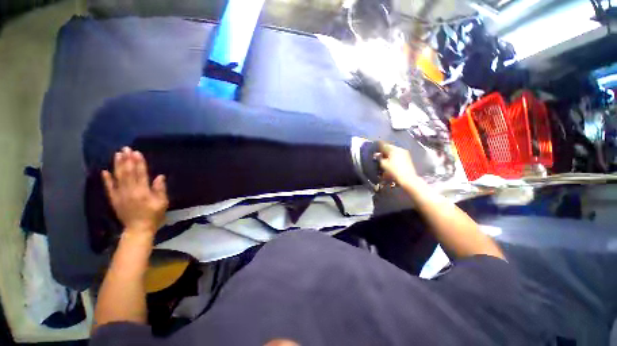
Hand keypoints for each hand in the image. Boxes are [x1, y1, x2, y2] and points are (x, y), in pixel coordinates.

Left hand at [102, 147, 168, 235]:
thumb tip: (160, 176)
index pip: (140, 174)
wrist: (138, 229)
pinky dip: (106, 179)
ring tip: (117, 154)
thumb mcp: (162, 203)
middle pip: (128, 173)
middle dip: (127, 160)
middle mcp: (130, 191)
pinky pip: (109, 188)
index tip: (137, 152)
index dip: (139, 163)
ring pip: (118, 177)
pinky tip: (105, 171)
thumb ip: (160, 190)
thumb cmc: (154, 215)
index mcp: (143, 192)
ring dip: (118, 165)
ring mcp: (120, 195)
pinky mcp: (114, 200)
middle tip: (126, 148)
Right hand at [377, 141, 420, 188]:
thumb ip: (379, 158)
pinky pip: (398, 155)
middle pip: (389, 148)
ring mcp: (405, 153)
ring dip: (388, 155)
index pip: (384, 145)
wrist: (408, 179)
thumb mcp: (384, 164)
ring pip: (394, 152)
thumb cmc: (394, 171)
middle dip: (383, 151)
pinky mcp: (407, 158)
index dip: (378, 147)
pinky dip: (393, 157)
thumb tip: (376, 154)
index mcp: (394, 149)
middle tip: (378, 156)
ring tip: (384, 160)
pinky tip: (390, 162)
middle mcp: (400, 149)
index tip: (374, 151)